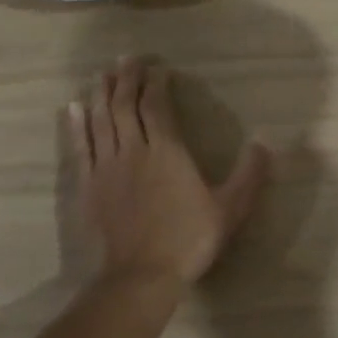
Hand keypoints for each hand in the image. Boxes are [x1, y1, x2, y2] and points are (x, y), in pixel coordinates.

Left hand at [63, 56, 272, 289]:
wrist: (138, 279)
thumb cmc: (187, 240)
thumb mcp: (230, 209)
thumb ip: (249, 174)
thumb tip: (266, 143)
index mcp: (167, 151)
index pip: (157, 107)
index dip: (156, 85)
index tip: (158, 69)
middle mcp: (134, 150)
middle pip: (125, 106)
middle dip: (127, 79)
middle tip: (127, 58)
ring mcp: (106, 168)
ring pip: (100, 120)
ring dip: (101, 94)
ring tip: (102, 74)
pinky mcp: (86, 187)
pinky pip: (79, 148)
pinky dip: (75, 126)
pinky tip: (71, 109)